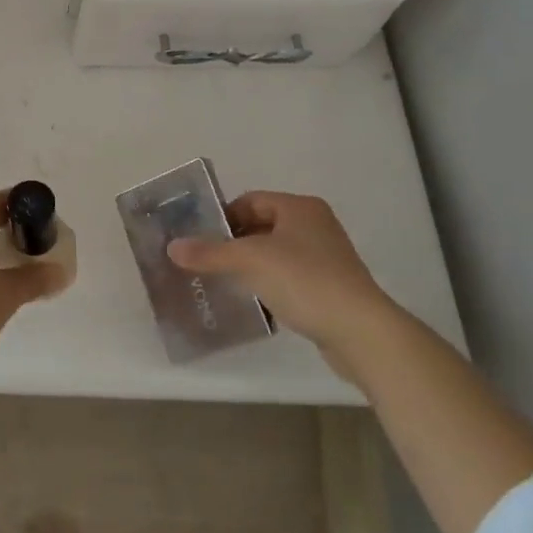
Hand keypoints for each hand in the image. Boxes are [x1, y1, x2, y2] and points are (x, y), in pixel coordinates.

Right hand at [168, 191, 394, 377]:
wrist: (361, 331)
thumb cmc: (305, 281)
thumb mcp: (251, 261)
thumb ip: (210, 253)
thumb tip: (172, 247)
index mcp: (299, 207)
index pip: (251, 200)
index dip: (223, 217)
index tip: (202, 241)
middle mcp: (315, 224)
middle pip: (262, 226)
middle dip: (234, 243)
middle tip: (207, 262)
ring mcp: (326, 256)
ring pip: (275, 253)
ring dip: (251, 265)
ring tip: (225, 282)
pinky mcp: (330, 286)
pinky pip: (290, 276)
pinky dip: (270, 283)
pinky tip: (256, 301)